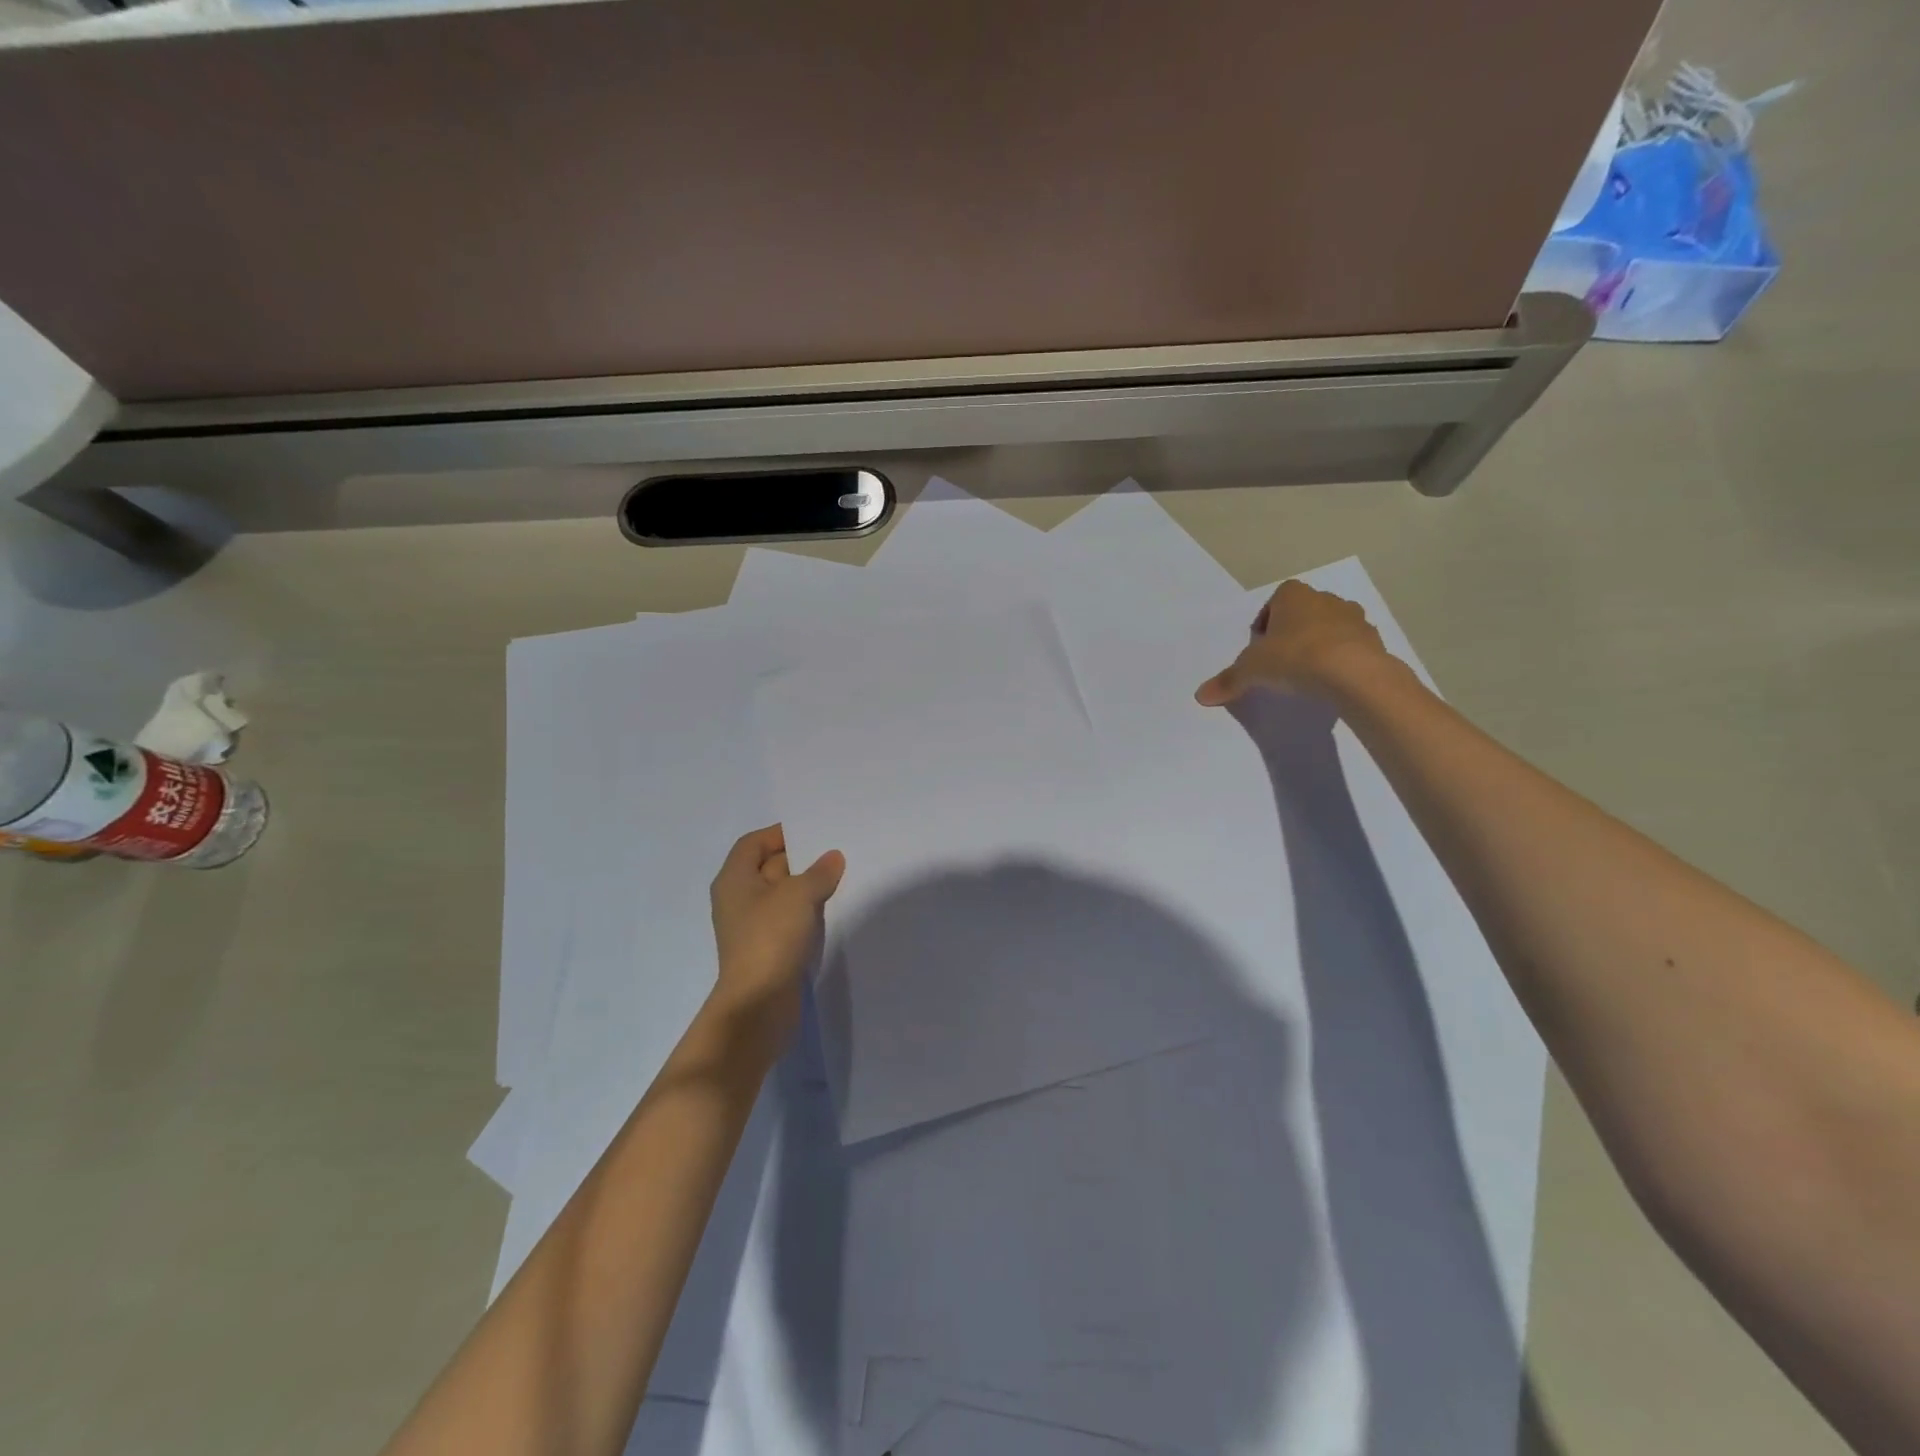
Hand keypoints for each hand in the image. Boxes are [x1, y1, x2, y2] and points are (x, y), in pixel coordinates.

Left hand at [707, 825, 845, 1048]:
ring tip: (839, 877)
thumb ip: (819, 872)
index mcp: (734, 879)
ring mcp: (751, 926)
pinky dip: (806, 911)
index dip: (780, 834)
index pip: (753, 843)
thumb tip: (833, 857)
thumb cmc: (771, 938)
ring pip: (780, 895)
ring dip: (806, 887)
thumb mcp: (799, 895)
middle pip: (767, 867)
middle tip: (834, 852)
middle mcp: (738, 899)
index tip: (813, 832)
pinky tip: (830, 909)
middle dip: (799, 859)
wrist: (758, 1004)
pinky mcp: (766, 948)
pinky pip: (787, 919)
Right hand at [1195, 579, 1388, 706]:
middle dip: (1292, 632)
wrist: (1354, 674)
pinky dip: (1341, 658)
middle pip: (1303, 613)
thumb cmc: (1296, 658)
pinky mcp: (1374, 640)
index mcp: (1293, 595)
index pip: (1275, 601)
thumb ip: (1229, 680)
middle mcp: (1325, 599)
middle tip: (1281, 661)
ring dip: (1318, 644)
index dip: (1266, 623)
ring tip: (1307, 673)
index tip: (1261, 648)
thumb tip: (1201, 696)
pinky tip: (1331, 681)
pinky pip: (1351, 646)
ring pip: (1329, 627)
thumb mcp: (1252, 670)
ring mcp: (1354, 618)